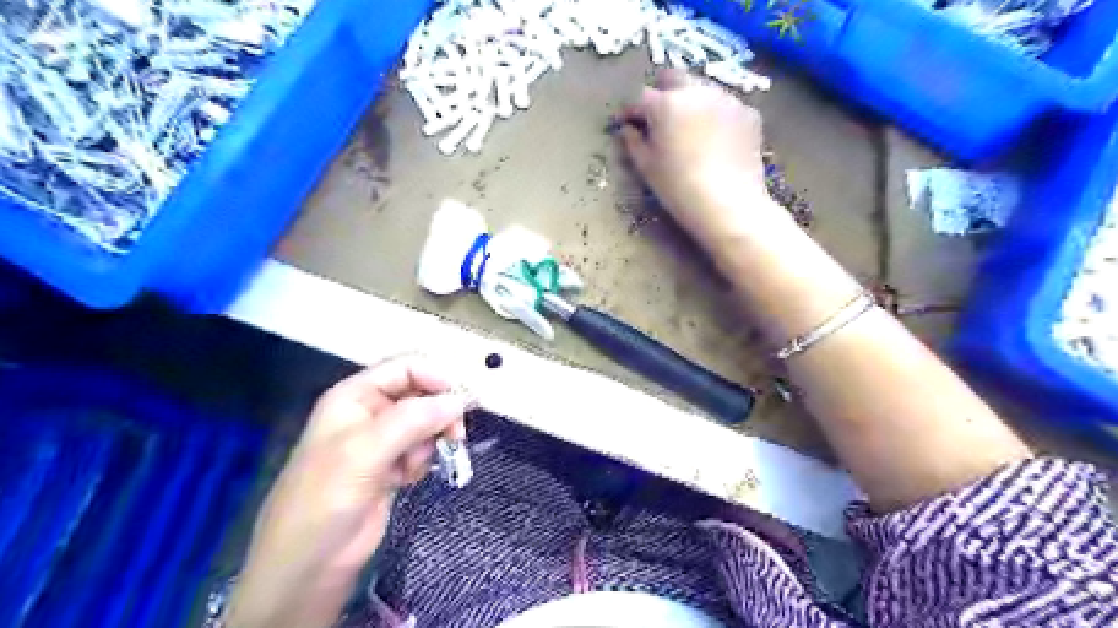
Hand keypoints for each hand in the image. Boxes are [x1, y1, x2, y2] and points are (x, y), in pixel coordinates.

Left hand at [224, 358, 470, 627]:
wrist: (309, 565)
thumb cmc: (325, 499)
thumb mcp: (365, 452)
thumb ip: (413, 419)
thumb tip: (459, 400)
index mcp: (355, 396)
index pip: (405, 367)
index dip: (436, 377)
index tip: (461, 400)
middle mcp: (370, 411)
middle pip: (421, 394)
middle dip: (439, 412)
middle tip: (455, 435)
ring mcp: (382, 440)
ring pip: (426, 422)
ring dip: (431, 440)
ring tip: (416, 465)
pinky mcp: (392, 465)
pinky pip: (423, 448)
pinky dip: (424, 459)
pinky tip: (408, 478)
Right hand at [616, 69, 778, 246]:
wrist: (729, 205)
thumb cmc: (679, 188)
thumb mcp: (647, 168)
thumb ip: (634, 143)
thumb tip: (628, 129)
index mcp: (666, 104)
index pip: (641, 97)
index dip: (633, 110)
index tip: (628, 122)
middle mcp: (697, 91)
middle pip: (674, 78)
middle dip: (663, 92)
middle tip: (660, 117)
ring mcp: (727, 99)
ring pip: (703, 89)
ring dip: (692, 102)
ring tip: (691, 128)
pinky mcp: (749, 113)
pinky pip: (726, 106)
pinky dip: (717, 116)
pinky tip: (717, 140)